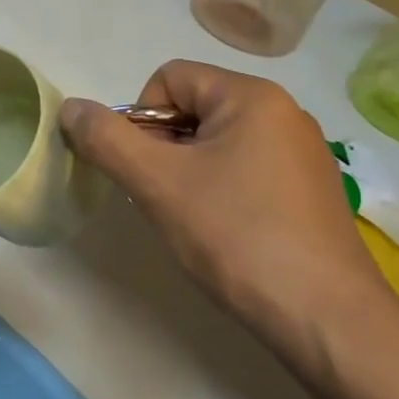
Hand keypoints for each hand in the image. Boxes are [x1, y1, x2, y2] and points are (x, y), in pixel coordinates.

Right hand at [60, 61, 389, 363]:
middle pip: (193, 108)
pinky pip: (245, 169)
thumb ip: (106, 139)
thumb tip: (71, 107)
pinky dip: (220, 191)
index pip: (169, 77)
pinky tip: (225, 233)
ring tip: (193, 219)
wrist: (327, 320)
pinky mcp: (310, 191)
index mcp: (253, 96)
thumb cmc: (237, 236)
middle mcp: (284, 113)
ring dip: (187, 172)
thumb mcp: (158, 183)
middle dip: (163, 148)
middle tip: (164, 198)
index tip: (147, 170)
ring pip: (216, 142)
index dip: (141, 118)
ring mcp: (303, 153)